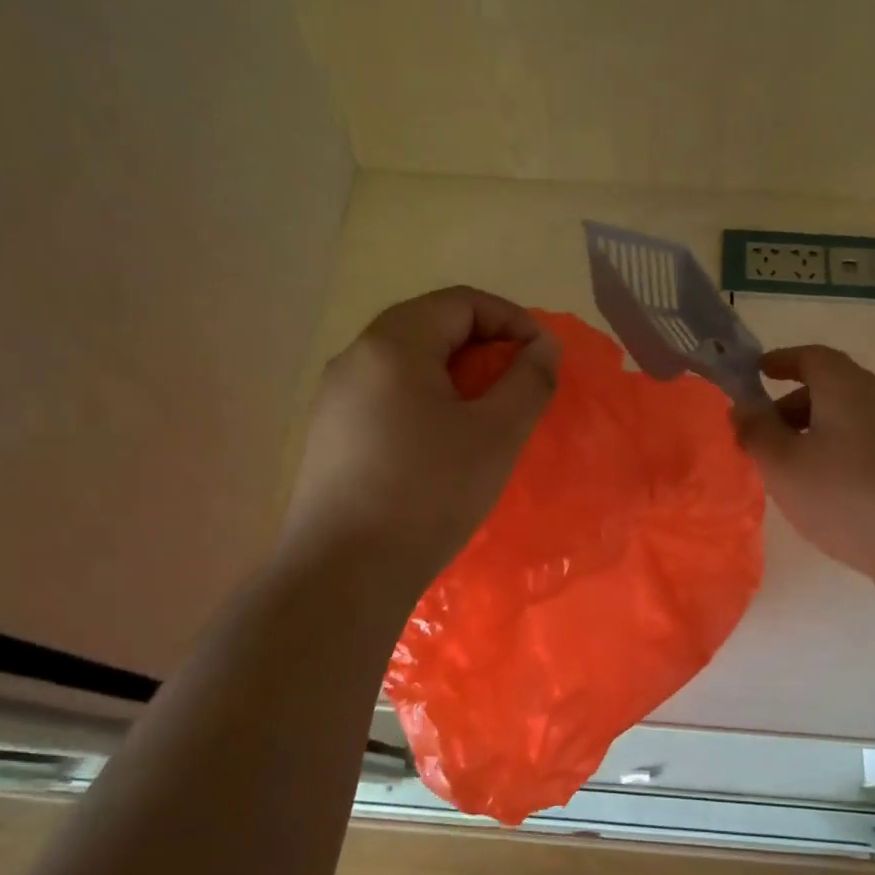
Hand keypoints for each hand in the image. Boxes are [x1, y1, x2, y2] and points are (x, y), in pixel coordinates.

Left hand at [286, 287, 559, 587]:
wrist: (345, 572)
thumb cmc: (429, 492)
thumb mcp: (496, 434)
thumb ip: (529, 380)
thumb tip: (543, 346)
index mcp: (393, 343)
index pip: (461, 302)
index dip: (512, 321)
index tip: (543, 359)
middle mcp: (355, 358)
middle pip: (431, 327)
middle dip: (485, 348)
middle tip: (520, 386)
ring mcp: (336, 398)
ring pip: (408, 365)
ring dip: (457, 378)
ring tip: (488, 417)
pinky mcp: (331, 436)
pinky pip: (389, 398)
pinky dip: (428, 403)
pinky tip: (444, 446)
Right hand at [734, 346, 874, 600]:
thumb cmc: (846, 495)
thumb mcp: (783, 465)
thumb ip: (755, 432)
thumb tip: (742, 408)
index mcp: (846, 385)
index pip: (810, 356)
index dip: (780, 361)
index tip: (756, 373)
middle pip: (830, 388)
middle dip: (792, 406)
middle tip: (764, 438)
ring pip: (850, 419)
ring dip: (816, 435)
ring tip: (791, 471)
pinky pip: (868, 445)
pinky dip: (840, 454)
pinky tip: (829, 493)